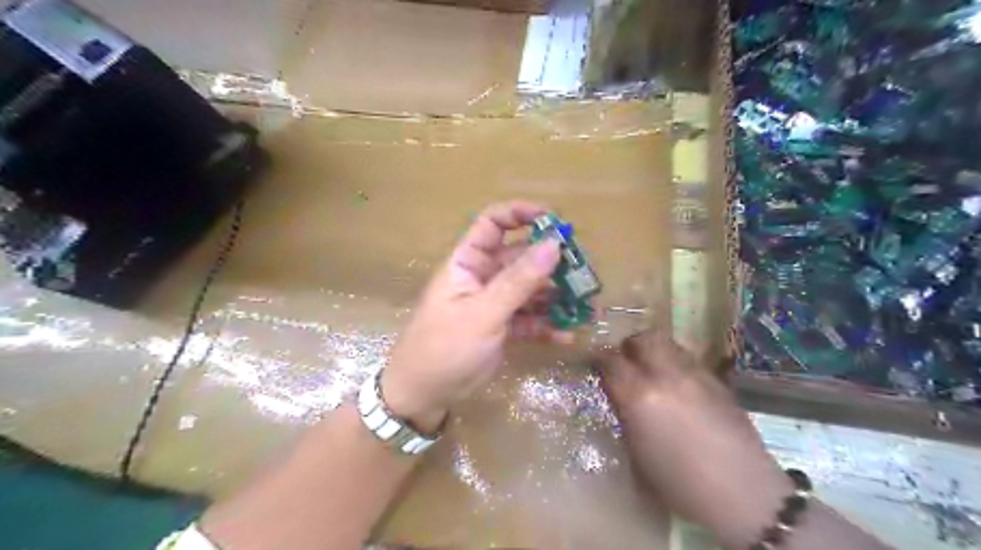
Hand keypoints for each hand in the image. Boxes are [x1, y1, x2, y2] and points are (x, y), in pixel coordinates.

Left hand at [382, 202, 572, 433]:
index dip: (521, 214)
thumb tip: (554, 244)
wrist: (424, 395)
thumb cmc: (445, 347)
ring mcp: (494, 303)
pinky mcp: (502, 328)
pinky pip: (530, 319)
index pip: (493, 224)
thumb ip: (519, 281)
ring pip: (530, 290)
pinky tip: (567, 335)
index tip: (554, 219)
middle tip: (583, 272)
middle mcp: (483, 277)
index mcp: (468, 262)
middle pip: (521, 258)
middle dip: (551, 263)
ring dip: (557, 297)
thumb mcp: (483, 313)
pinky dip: (547, 324)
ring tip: (587, 307)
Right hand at [593, 328, 792, 547]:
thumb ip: (626, 417)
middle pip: (645, 339)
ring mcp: (696, 375)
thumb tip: (620, 399)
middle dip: (631, 345)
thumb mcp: (637, 454)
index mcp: (640, 396)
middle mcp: (667, 376)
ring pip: (671, 345)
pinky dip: (678, 367)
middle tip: (627, 358)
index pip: (611, 360)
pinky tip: (681, 389)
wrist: (742, 493)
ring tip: (654, 371)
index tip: (596, 364)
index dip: (599, 359)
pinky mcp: (719, 382)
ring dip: (656, 352)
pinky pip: (691, 362)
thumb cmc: (679, 483)